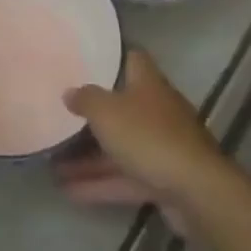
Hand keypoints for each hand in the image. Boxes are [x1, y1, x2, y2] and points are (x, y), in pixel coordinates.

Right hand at [56, 49, 233, 215]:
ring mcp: (162, 146)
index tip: (87, 62)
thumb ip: (86, 99)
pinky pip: (126, 177)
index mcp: (148, 84)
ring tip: (54, 164)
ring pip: (121, 147)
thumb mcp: (106, 112)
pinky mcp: (163, 180)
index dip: (112, 58)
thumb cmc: (148, 137)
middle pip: (123, 107)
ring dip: (91, 157)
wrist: (195, 191)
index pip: (133, 59)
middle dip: (95, 116)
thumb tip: (70, 91)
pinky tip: (70, 192)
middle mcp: (158, 110)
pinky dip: (101, 183)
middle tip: (63, 117)